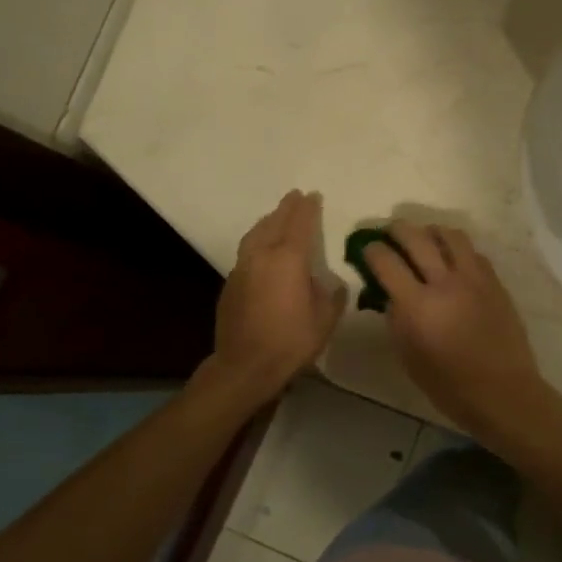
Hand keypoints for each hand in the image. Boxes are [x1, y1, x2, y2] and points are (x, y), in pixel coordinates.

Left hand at [212, 190, 345, 395]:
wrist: (245, 366)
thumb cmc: (291, 341)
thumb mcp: (325, 319)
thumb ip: (331, 295)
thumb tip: (330, 284)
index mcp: (288, 259)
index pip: (300, 223)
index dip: (308, 208)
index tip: (313, 196)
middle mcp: (262, 255)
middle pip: (274, 222)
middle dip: (286, 208)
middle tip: (295, 196)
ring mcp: (242, 268)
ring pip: (255, 234)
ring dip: (268, 221)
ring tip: (277, 216)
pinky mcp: (230, 283)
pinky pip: (246, 251)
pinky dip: (257, 242)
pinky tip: (262, 250)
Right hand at [361, 221, 545, 435]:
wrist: (503, 392)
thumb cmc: (449, 385)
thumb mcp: (408, 356)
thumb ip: (395, 319)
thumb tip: (390, 293)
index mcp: (418, 305)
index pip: (387, 262)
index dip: (372, 251)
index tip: (367, 249)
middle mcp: (445, 283)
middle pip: (416, 238)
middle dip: (397, 230)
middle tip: (389, 232)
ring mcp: (474, 279)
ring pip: (449, 235)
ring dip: (430, 231)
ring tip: (424, 237)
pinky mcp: (495, 282)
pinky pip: (473, 252)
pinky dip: (457, 248)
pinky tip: (452, 259)